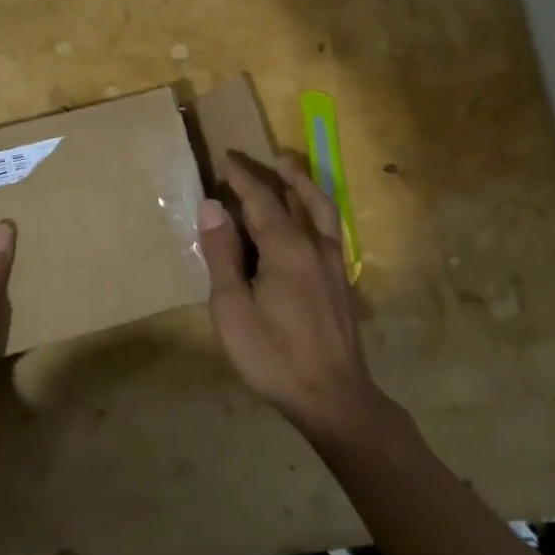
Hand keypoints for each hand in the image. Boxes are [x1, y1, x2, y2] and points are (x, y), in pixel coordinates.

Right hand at [197, 151, 380, 437]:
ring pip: (321, 210)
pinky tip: (309, 220)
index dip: (243, 177)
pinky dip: (317, 210)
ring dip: (303, 185)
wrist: (333, 398)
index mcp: (286, 248)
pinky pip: (329, 230)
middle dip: (271, 174)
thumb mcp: (233, 308)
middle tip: (251, 159)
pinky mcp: (341, 282)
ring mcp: (334, 264)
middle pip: (295, 197)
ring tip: (290, 168)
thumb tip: (213, 207)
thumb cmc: (273, 355)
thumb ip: (223, 254)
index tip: (227, 157)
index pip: (262, 199)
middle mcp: (315, 246)